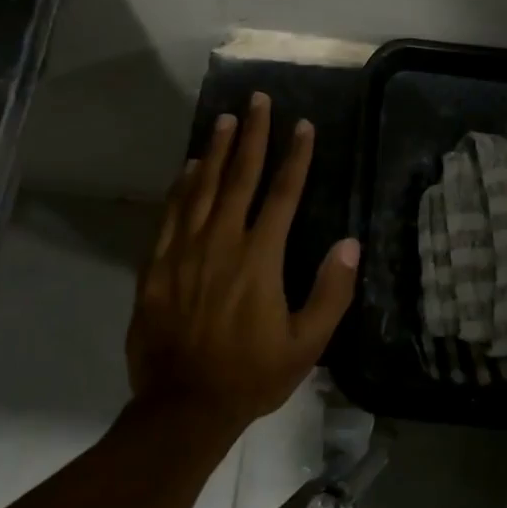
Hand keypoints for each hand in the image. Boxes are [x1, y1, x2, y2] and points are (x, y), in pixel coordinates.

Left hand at [127, 92, 358, 438]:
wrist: (182, 407)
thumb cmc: (251, 375)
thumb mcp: (306, 345)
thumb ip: (331, 293)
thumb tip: (350, 244)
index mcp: (260, 258)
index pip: (282, 194)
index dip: (295, 157)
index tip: (303, 125)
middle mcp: (221, 243)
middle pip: (239, 177)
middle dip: (251, 135)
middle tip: (257, 100)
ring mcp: (184, 251)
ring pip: (202, 188)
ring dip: (215, 150)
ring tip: (225, 119)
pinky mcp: (156, 266)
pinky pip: (171, 214)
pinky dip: (182, 186)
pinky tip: (188, 167)